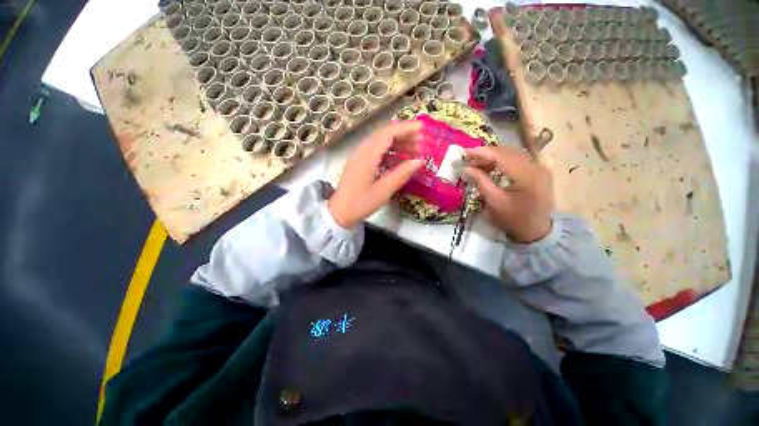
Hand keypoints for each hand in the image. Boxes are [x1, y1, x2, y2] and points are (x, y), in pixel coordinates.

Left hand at [328, 121, 423, 228]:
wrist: (339, 213)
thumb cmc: (361, 203)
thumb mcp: (384, 191)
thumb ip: (401, 174)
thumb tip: (419, 161)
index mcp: (368, 155)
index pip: (388, 133)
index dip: (406, 128)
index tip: (422, 128)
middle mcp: (362, 151)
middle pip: (384, 135)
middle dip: (404, 136)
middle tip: (421, 143)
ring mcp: (359, 157)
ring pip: (380, 143)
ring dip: (397, 144)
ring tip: (413, 152)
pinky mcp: (359, 164)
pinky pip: (376, 152)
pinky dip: (389, 153)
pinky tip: (398, 161)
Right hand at [464, 145, 553, 243]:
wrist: (537, 231)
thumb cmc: (514, 219)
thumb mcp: (494, 202)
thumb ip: (480, 182)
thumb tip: (465, 169)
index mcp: (527, 176)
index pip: (501, 156)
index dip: (481, 153)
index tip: (464, 153)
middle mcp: (536, 167)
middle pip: (507, 152)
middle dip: (486, 154)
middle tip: (468, 160)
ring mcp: (539, 168)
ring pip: (512, 154)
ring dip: (492, 157)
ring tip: (476, 165)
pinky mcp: (538, 171)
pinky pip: (516, 160)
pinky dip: (501, 161)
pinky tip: (490, 167)